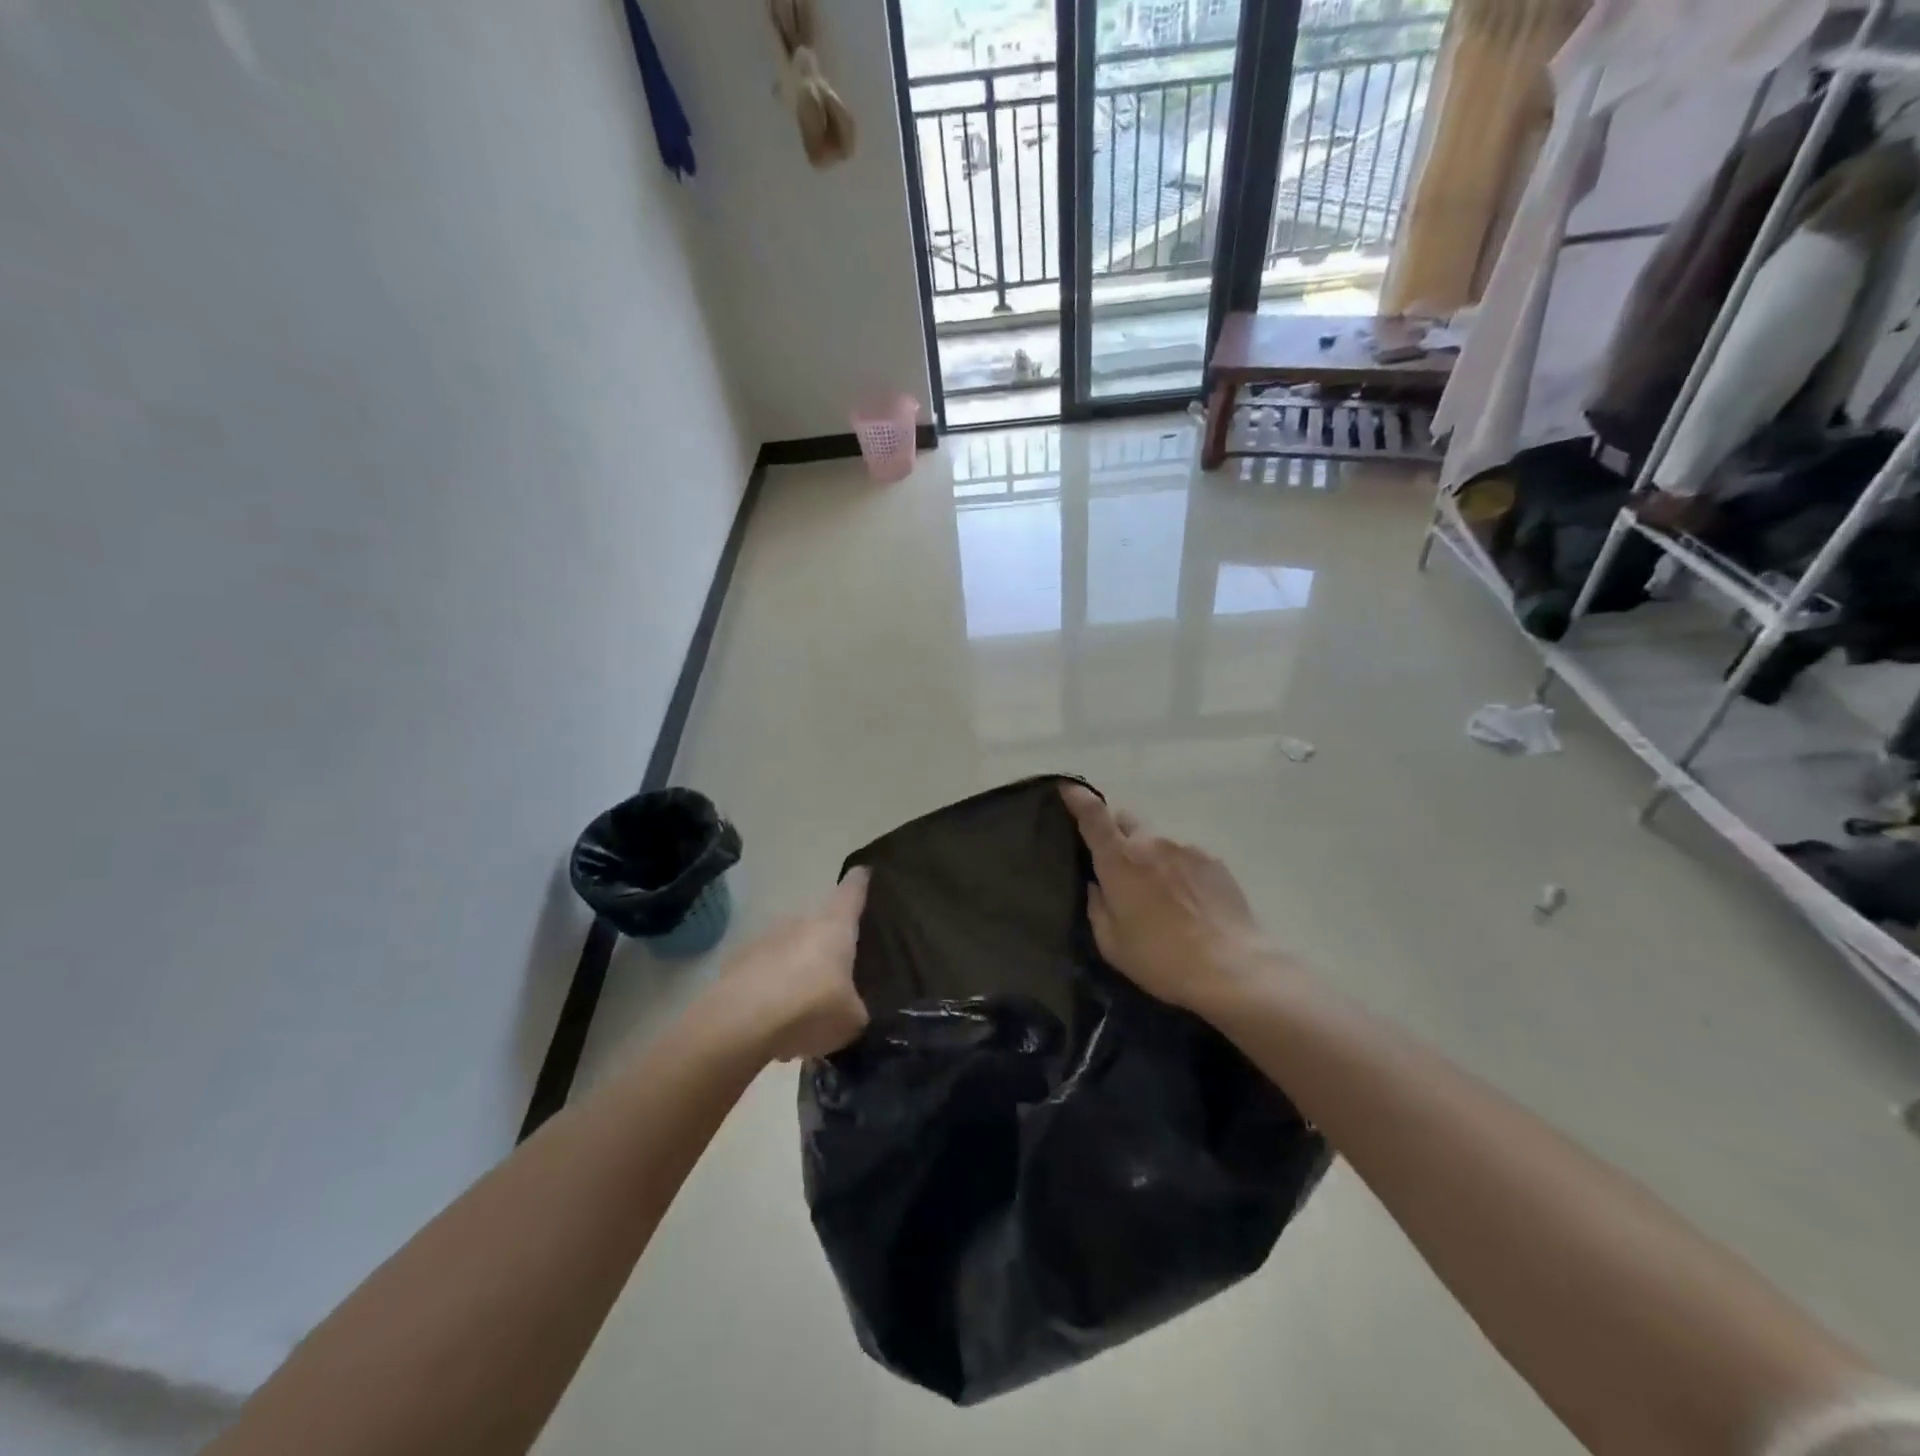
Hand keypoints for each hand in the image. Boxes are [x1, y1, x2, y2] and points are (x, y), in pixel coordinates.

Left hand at [716, 869, 869, 1060]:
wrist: (741, 1023)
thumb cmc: (811, 1008)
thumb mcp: (851, 1018)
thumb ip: (854, 1007)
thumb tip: (850, 1007)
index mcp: (835, 926)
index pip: (851, 891)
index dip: (859, 882)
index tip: (864, 872)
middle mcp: (800, 922)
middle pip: (819, 925)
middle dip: (827, 945)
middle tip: (837, 972)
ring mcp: (764, 940)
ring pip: (789, 950)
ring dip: (797, 970)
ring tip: (804, 1007)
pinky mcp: (736, 963)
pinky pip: (764, 973)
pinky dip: (771, 990)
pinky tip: (774, 1021)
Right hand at [1061, 784, 1281, 1017]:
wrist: (1231, 969)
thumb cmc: (1160, 960)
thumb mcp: (1111, 943)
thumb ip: (1097, 907)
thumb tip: (1097, 885)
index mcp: (1119, 861)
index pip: (1093, 816)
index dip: (1077, 797)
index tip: (1067, 787)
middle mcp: (1151, 843)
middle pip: (1125, 820)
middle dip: (1116, 832)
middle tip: (1117, 863)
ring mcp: (1185, 848)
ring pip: (1157, 841)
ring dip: (1150, 856)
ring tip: (1160, 894)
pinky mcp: (1213, 861)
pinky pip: (1184, 856)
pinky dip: (1178, 870)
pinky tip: (1187, 901)